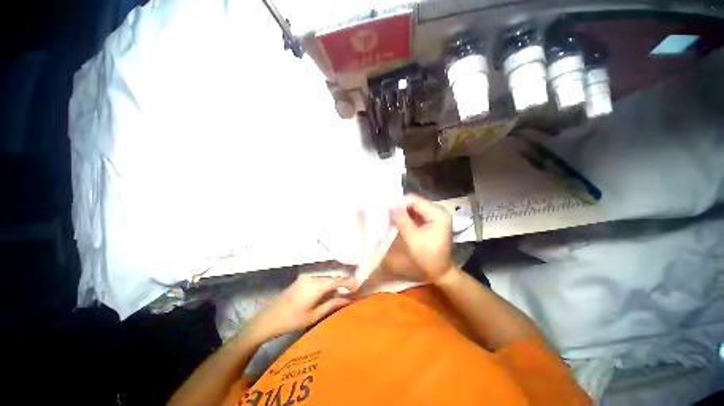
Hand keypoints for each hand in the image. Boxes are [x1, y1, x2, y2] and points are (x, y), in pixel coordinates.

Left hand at [245, 275, 354, 343]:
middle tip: (351, 290)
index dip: (347, 282)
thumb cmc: (292, 320)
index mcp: (315, 286)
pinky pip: (318, 278)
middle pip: (331, 277)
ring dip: (334, 283)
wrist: (268, 319)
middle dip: (342, 283)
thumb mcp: (314, 315)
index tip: (356, 286)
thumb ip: (332, 305)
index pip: (336, 280)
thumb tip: (348, 300)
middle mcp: (311, 277)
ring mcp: (306, 277)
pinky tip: (329, 291)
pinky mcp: (302, 279)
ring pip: (325, 277)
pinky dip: (326, 283)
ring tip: (342, 291)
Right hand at [388, 194, 454, 283]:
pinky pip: (415, 214)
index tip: (387, 211)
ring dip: (402, 213)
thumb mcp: (413, 238)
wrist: (440, 271)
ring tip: (390, 219)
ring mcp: (433, 216)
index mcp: (437, 213)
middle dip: (400, 208)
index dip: (400, 204)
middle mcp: (437, 210)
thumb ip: (401, 221)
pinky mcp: (429, 221)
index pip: (415, 200)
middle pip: (414, 203)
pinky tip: (397, 222)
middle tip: (387, 216)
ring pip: (413, 208)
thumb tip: (390, 206)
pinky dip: (405, 218)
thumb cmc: (428, 256)